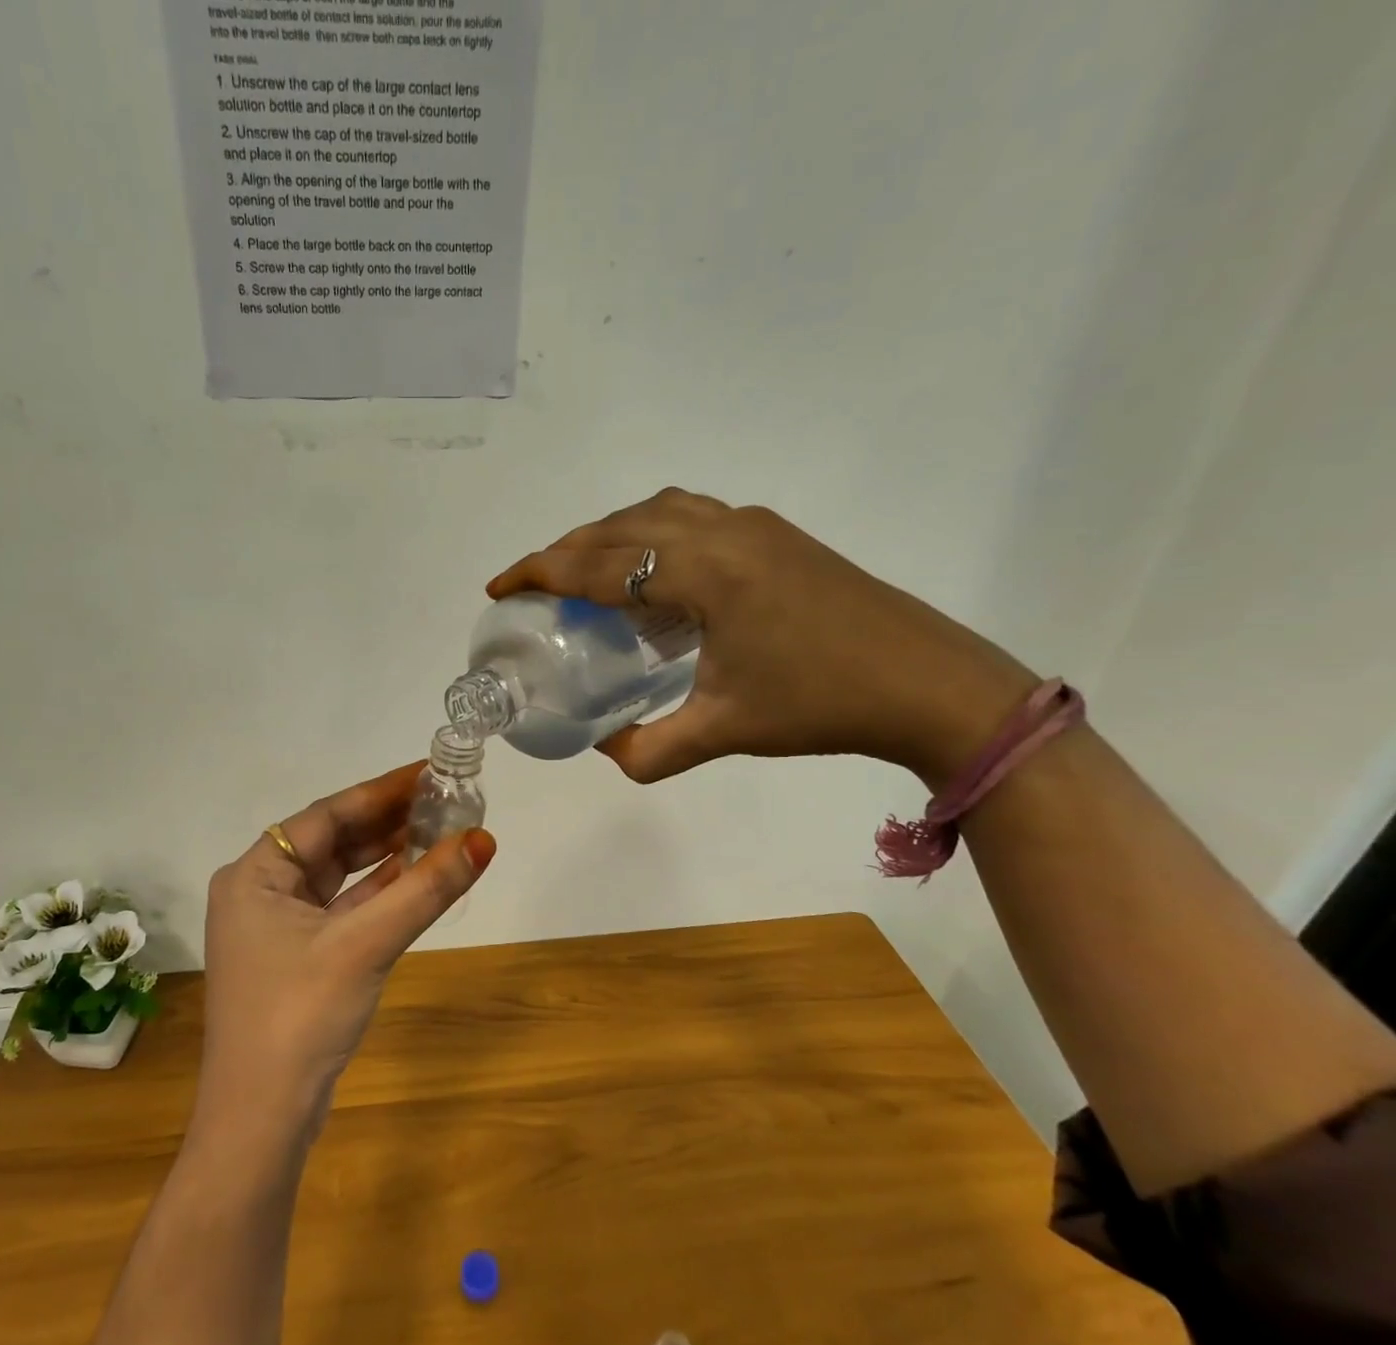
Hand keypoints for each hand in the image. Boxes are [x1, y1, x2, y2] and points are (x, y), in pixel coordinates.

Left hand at [195, 763, 495, 1143]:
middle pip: (332, 842)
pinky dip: (379, 893)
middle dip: (387, 821)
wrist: (261, 1122)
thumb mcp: (365, 945)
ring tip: (440, 829)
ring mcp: (278, 927)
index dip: (381, 791)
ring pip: (340, 876)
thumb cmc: (300, 1017)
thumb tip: (484, 840)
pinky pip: (344, 909)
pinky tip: (417, 876)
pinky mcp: (299, 957)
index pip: (326, 815)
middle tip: (444, 799)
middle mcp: (260, 892)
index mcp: (254, 875)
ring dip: (386, 856)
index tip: (429, 772)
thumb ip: (425, 890)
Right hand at [487, 489, 1037, 786]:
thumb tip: (604, 749)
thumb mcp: (724, 732)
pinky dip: (649, 533)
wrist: (929, 683)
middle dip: (564, 552)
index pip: (599, 564)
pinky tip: (650, 572)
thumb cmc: (821, 705)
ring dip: (608, 535)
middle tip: (531, 587)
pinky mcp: (776, 534)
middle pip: (618, 527)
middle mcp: (722, 531)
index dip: (540, 573)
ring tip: (582, 573)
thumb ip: (649, 749)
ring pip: (655, 510)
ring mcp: (754, 525)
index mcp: (703, 572)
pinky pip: (690, 516)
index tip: (499, 588)